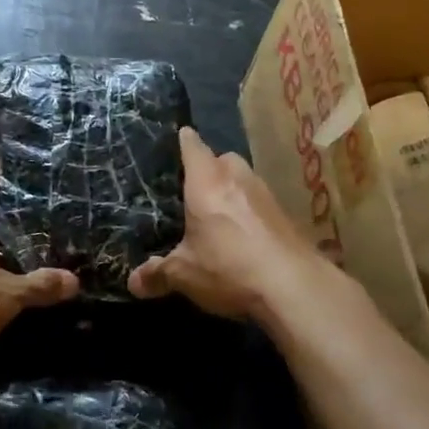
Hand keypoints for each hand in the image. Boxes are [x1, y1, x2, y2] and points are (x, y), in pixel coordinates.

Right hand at [129, 127, 325, 320]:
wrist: (294, 287)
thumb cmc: (229, 267)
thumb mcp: (184, 274)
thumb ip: (158, 274)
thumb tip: (133, 282)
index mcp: (206, 180)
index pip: (192, 145)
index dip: (182, 141)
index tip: (174, 141)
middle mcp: (237, 177)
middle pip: (222, 159)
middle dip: (209, 168)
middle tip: (192, 188)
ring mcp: (266, 194)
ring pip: (244, 179)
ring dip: (232, 190)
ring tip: (218, 213)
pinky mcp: (286, 216)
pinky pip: (261, 203)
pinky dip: (251, 212)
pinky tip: (245, 236)